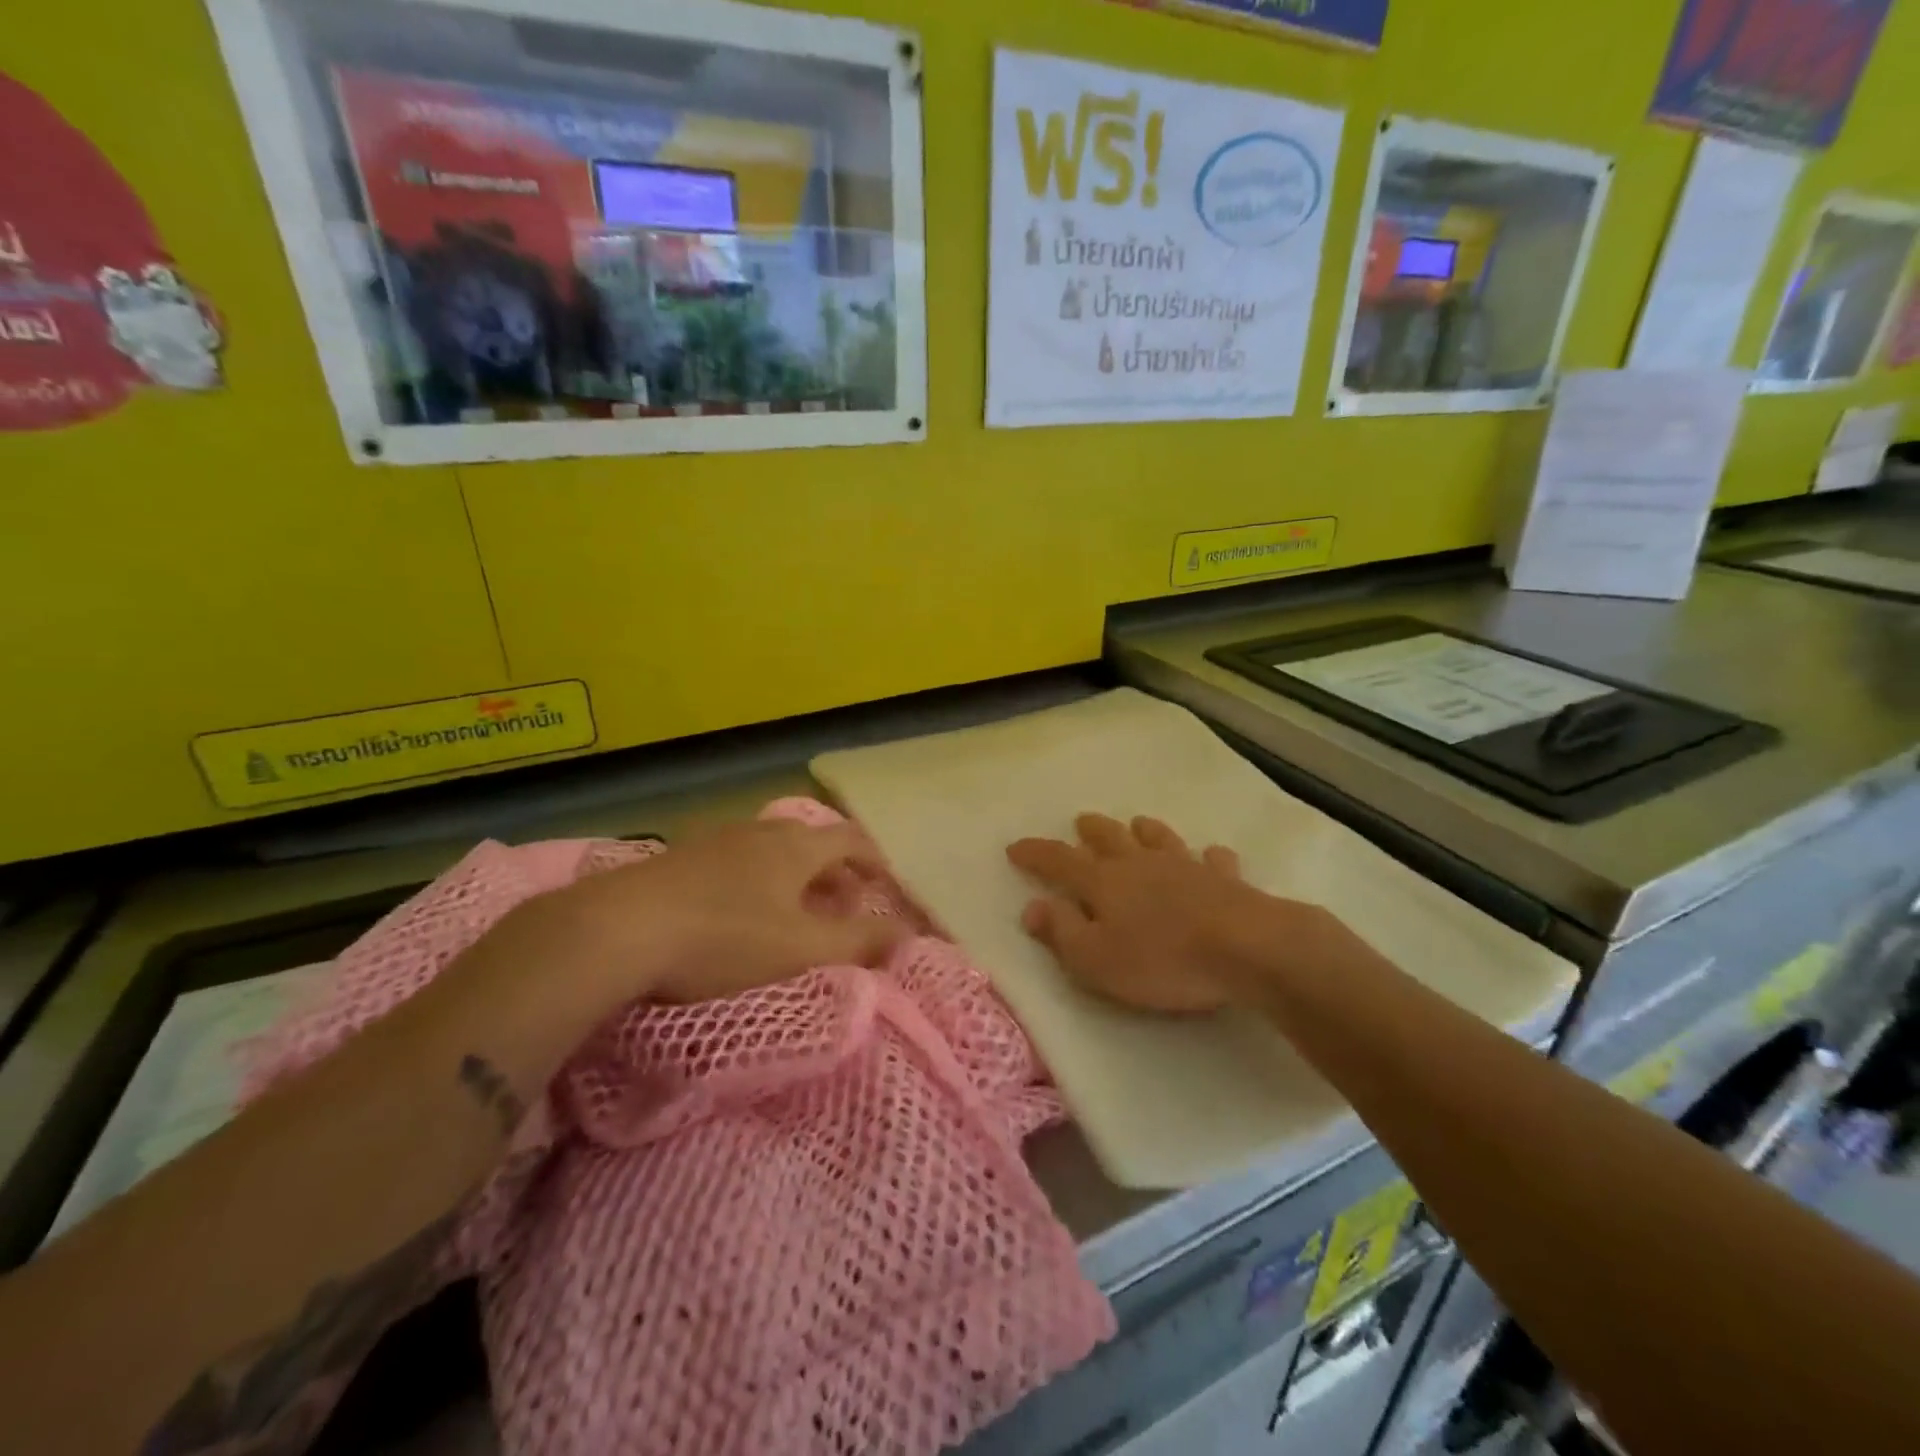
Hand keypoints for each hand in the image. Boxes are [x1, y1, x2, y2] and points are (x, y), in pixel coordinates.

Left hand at [536, 819, 910, 1004]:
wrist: (619, 928)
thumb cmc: (724, 937)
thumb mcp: (801, 948)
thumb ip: (859, 942)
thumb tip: (907, 935)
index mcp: (796, 847)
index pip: (852, 839)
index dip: (876, 861)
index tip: (887, 888)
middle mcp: (761, 832)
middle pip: (813, 842)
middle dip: (838, 872)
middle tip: (846, 906)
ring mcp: (718, 841)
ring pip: (774, 851)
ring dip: (798, 877)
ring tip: (798, 913)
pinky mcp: (682, 859)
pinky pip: (739, 862)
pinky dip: (761, 882)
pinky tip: (742, 914)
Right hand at [1007, 813, 1268, 1011]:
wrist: (1245, 948)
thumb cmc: (1161, 960)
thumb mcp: (1096, 959)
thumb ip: (1062, 932)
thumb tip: (1032, 907)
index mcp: (1104, 882)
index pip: (1059, 862)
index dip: (1035, 854)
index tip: (1015, 847)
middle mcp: (1140, 864)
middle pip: (1110, 839)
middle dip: (1091, 831)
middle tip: (1081, 822)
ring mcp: (1186, 867)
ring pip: (1159, 840)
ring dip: (1145, 831)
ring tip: (1138, 823)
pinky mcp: (1226, 880)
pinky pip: (1214, 860)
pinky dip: (1208, 857)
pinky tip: (1211, 856)